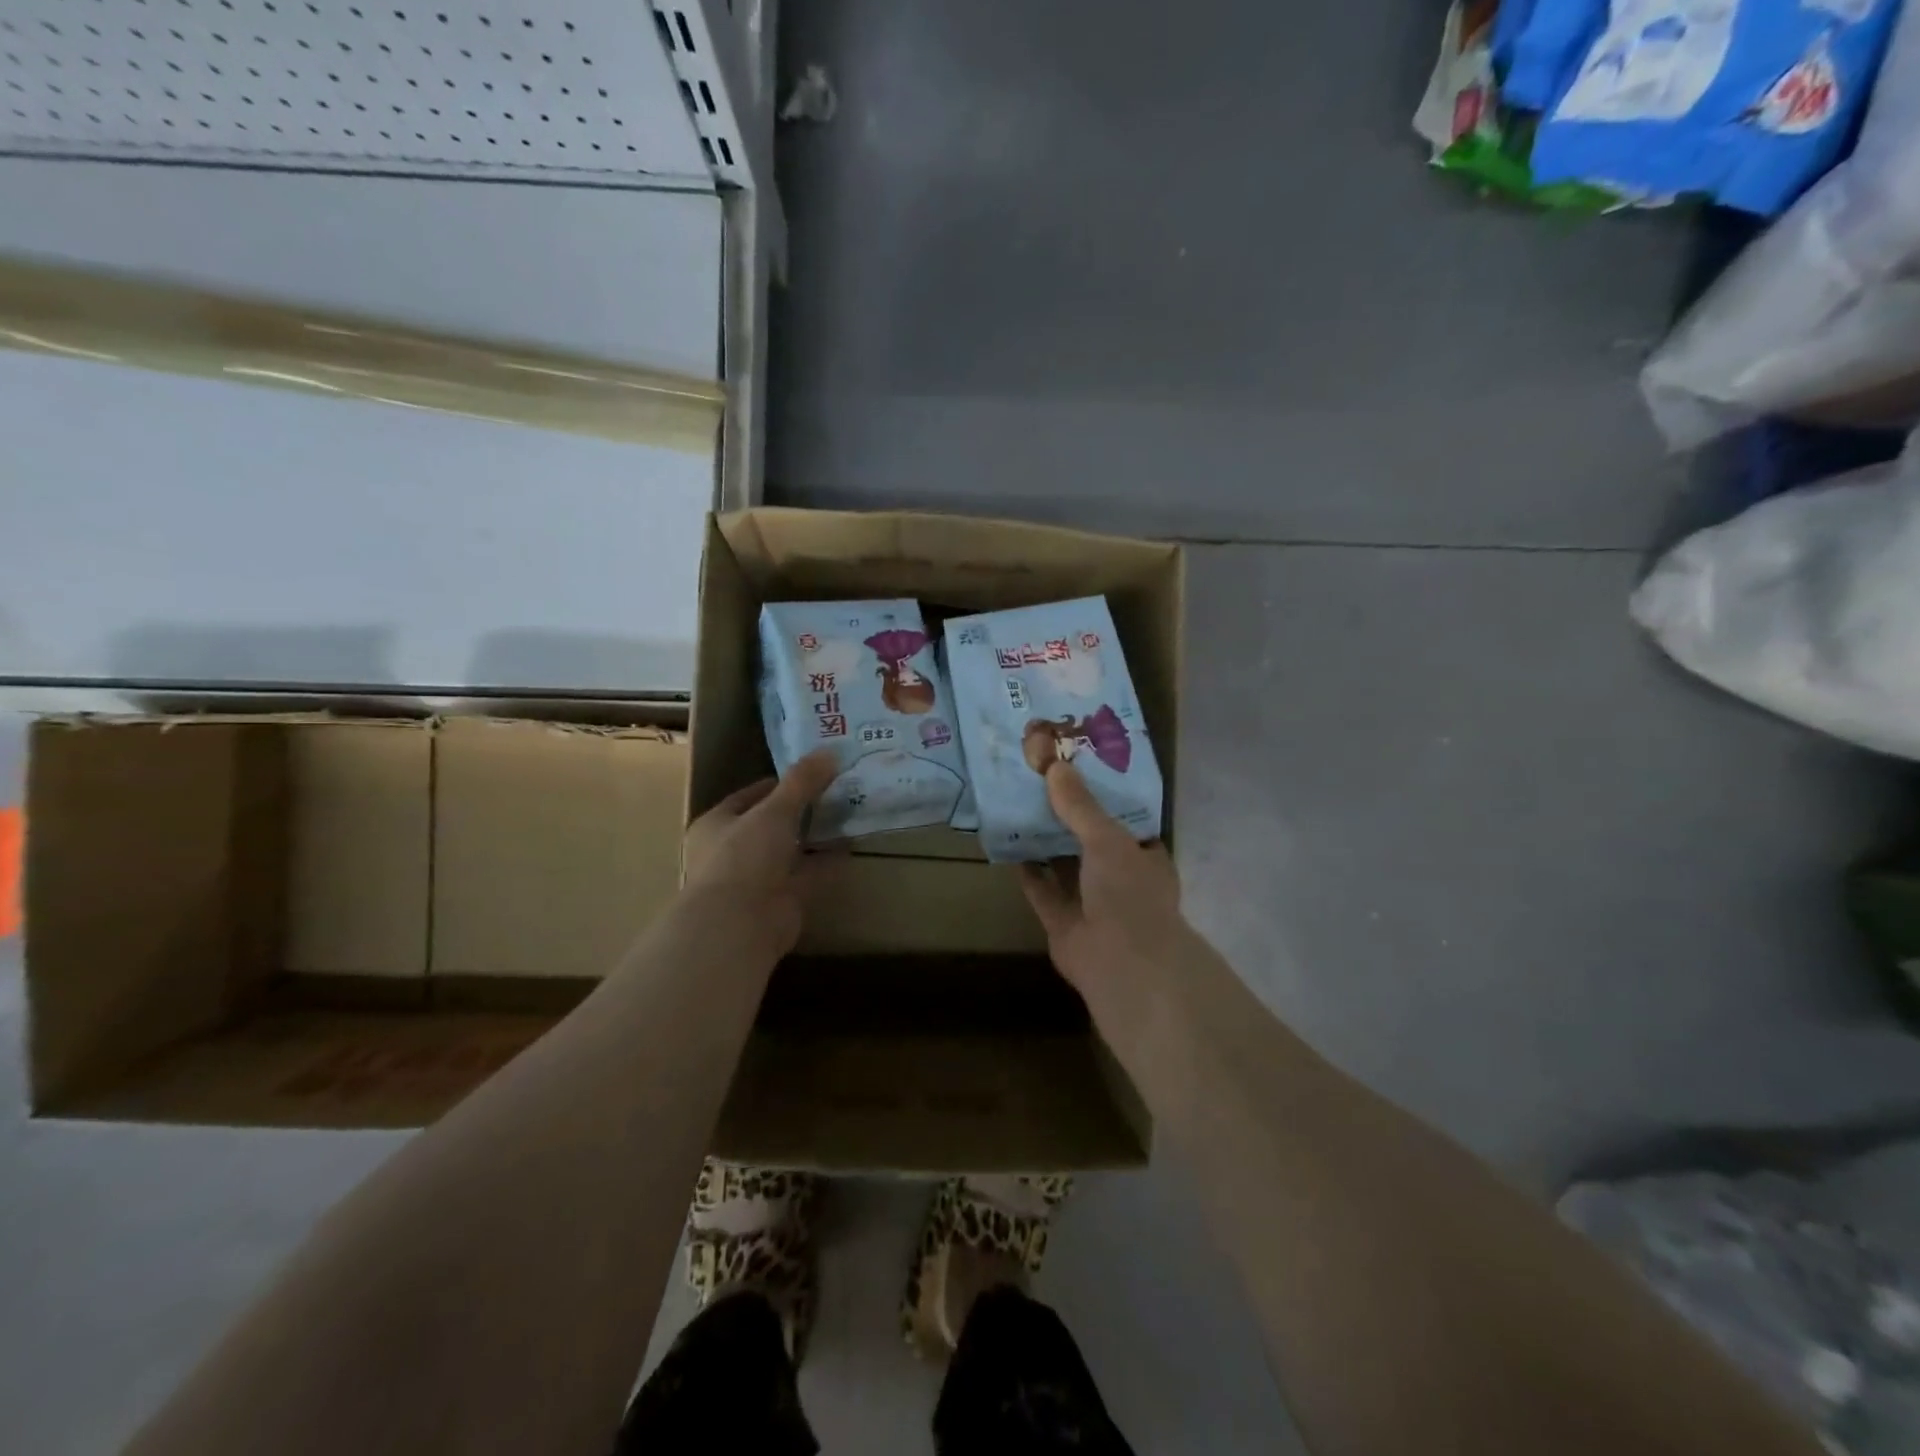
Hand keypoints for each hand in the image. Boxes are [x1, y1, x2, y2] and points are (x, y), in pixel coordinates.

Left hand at [682, 750, 838, 952]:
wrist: (740, 924)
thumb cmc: (744, 858)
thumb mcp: (774, 811)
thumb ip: (802, 782)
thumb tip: (830, 751)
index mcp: (718, 825)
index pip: (749, 796)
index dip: (779, 783)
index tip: (812, 771)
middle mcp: (734, 851)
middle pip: (773, 824)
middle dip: (803, 809)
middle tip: (837, 788)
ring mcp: (758, 879)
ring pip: (792, 850)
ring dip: (817, 836)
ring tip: (849, 812)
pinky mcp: (781, 901)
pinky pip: (809, 875)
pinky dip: (828, 863)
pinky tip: (851, 846)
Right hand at [1017, 762, 1190, 1001]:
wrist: (1120, 963)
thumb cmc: (1127, 892)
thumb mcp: (1106, 838)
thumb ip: (1080, 806)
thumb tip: (1055, 766)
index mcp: (1145, 859)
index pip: (1128, 822)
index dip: (1106, 799)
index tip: (1080, 775)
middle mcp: (1121, 881)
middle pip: (1092, 843)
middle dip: (1071, 819)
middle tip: (1043, 785)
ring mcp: (1093, 904)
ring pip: (1067, 868)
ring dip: (1048, 845)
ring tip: (1021, 809)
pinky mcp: (1064, 923)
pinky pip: (1044, 892)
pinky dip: (1029, 873)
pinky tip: (1010, 848)